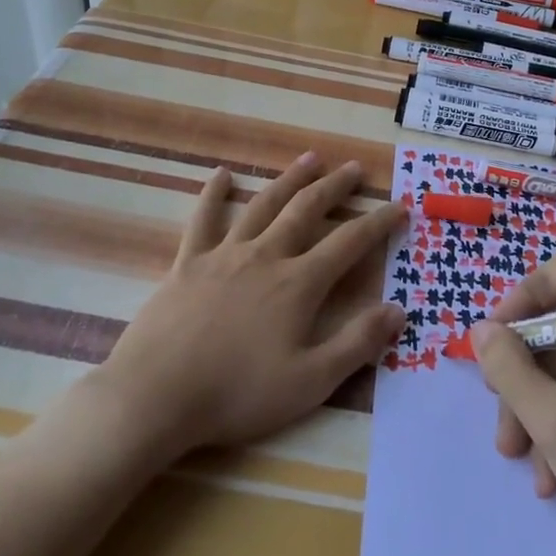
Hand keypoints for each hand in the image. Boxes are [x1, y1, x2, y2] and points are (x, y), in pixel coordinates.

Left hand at [86, 153, 407, 462]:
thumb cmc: (237, 394)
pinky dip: (214, 195)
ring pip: (264, 205)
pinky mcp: (188, 263)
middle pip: (307, 210)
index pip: (349, 243)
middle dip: (335, 187)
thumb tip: (398, 310)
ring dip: (290, 179)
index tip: (399, 206)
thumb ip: (357, 344)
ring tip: (310, 158)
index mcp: (298, 284)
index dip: (378, 223)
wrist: (156, 396)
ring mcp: (224, 255)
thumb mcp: (310, 382)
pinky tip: (221, 175)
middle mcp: (266, 256)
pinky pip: (203, 220)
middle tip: (354, 167)